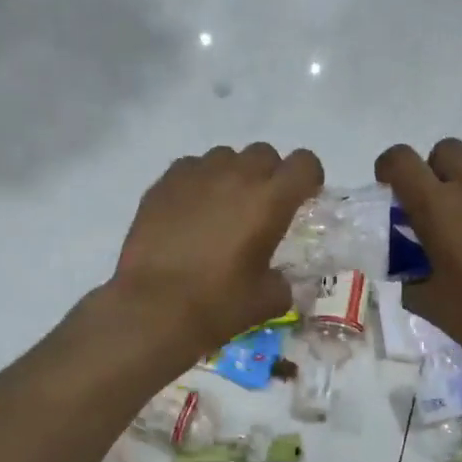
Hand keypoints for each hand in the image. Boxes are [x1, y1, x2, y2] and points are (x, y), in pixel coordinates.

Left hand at [110, 143, 323, 353]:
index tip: (301, 199)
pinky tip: (189, 212)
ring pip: (225, 156)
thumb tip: (278, 278)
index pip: (304, 163)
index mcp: (270, 200)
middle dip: (269, 175)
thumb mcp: (267, 300)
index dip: (308, 178)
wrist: (153, 308)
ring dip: (231, 175)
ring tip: (221, 208)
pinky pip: (190, 168)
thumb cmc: (218, 304)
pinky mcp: (163, 183)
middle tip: (259, 208)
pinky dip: (197, 183)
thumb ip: (282, 281)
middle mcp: (236, 175)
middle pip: (264, 153)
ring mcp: (196, 175)